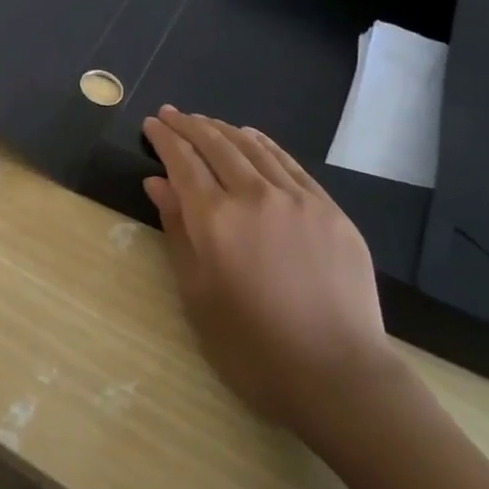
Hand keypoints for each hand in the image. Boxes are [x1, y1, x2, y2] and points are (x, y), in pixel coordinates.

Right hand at [142, 107, 400, 431]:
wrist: (337, 374)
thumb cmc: (251, 346)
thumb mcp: (197, 294)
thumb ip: (177, 231)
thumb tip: (157, 183)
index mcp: (215, 219)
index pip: (182, 161)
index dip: (164, 138)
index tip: (151, 123)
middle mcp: (254, 195)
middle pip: (216, 145)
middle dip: (189, 125)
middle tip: (171, 114)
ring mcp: (297, 198)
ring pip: (252, 147)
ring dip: (223, 129)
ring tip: (205, 121)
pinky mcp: (329, 209)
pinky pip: (289, 163)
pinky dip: (264, 145)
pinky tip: (252, 138)